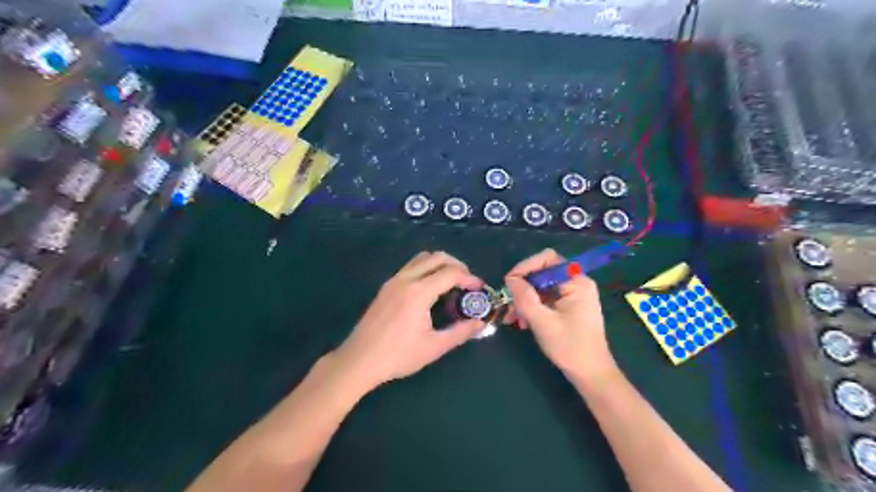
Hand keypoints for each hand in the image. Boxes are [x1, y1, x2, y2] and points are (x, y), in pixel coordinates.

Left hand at [334, 252, 486, 389]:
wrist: (359, 360)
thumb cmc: (398, 356)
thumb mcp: (434, 347)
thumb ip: (461, 332)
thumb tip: (480, 323)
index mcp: (419, 292)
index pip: (451, 272)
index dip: (469, 277)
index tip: (479, 288)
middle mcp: (406, 279)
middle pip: (437, 257)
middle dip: (457, 265)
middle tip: (467, 282)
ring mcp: (393, 280)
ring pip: (422, 258)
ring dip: (440, 264)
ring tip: (451, 283)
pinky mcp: (386, 286)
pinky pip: (411, 267)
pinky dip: (426, 269)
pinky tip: (430, 290)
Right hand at [503, 249, 618, 379]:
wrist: (591, 374)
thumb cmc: (570, 347)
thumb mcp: (542, 322)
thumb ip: (525, 298)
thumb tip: (510, 279)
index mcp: (576, 282)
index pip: (547, 259)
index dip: (526, 266)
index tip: (509, 283)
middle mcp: (576, 283)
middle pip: (543, 273)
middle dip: (523, 287)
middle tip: (508, 305)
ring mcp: (573, 295)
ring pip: (541, 287)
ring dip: (525, 299)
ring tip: (512, 317)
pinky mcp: (569, 306)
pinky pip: (546, 298)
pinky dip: (533, 306)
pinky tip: (523, 322)